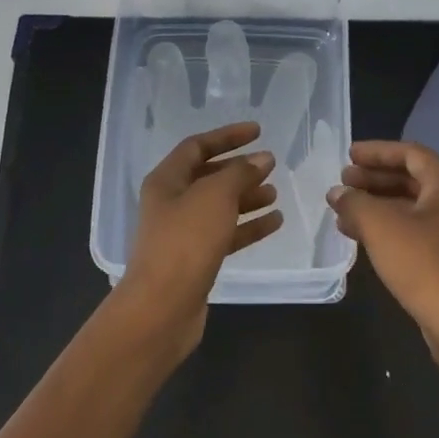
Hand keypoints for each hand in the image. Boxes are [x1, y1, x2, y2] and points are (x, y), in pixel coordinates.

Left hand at [115, 122, 282, 354]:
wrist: (163, 306)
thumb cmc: (185, 241)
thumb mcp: (215, 197)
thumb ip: (240, 173)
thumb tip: (262, 158)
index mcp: (166, 181)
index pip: (197, 146)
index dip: (227, 136)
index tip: (259, 131)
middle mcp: (171, 203)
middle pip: (208, 177)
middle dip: (239, 169)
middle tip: (270, 165)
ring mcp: (183, 233)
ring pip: (219, 207)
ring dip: (247, 198)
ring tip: (275, 194)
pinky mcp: (196, 259)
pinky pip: (226, 234)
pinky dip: (249, 226)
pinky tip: (274, 222)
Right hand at [326, 140, 438, 364]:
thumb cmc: (426, 267)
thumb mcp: (382, 228)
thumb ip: (355, 203)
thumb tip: (338, 193)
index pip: (412, 154)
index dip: (378, 152)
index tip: (348, 155)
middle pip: (414, 180)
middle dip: (376, 179)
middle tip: (343, 183)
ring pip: (415, 209)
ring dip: (380, 206)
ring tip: (345, 213)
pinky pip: (419, 233)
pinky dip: (392, 229)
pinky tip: (365, 241)